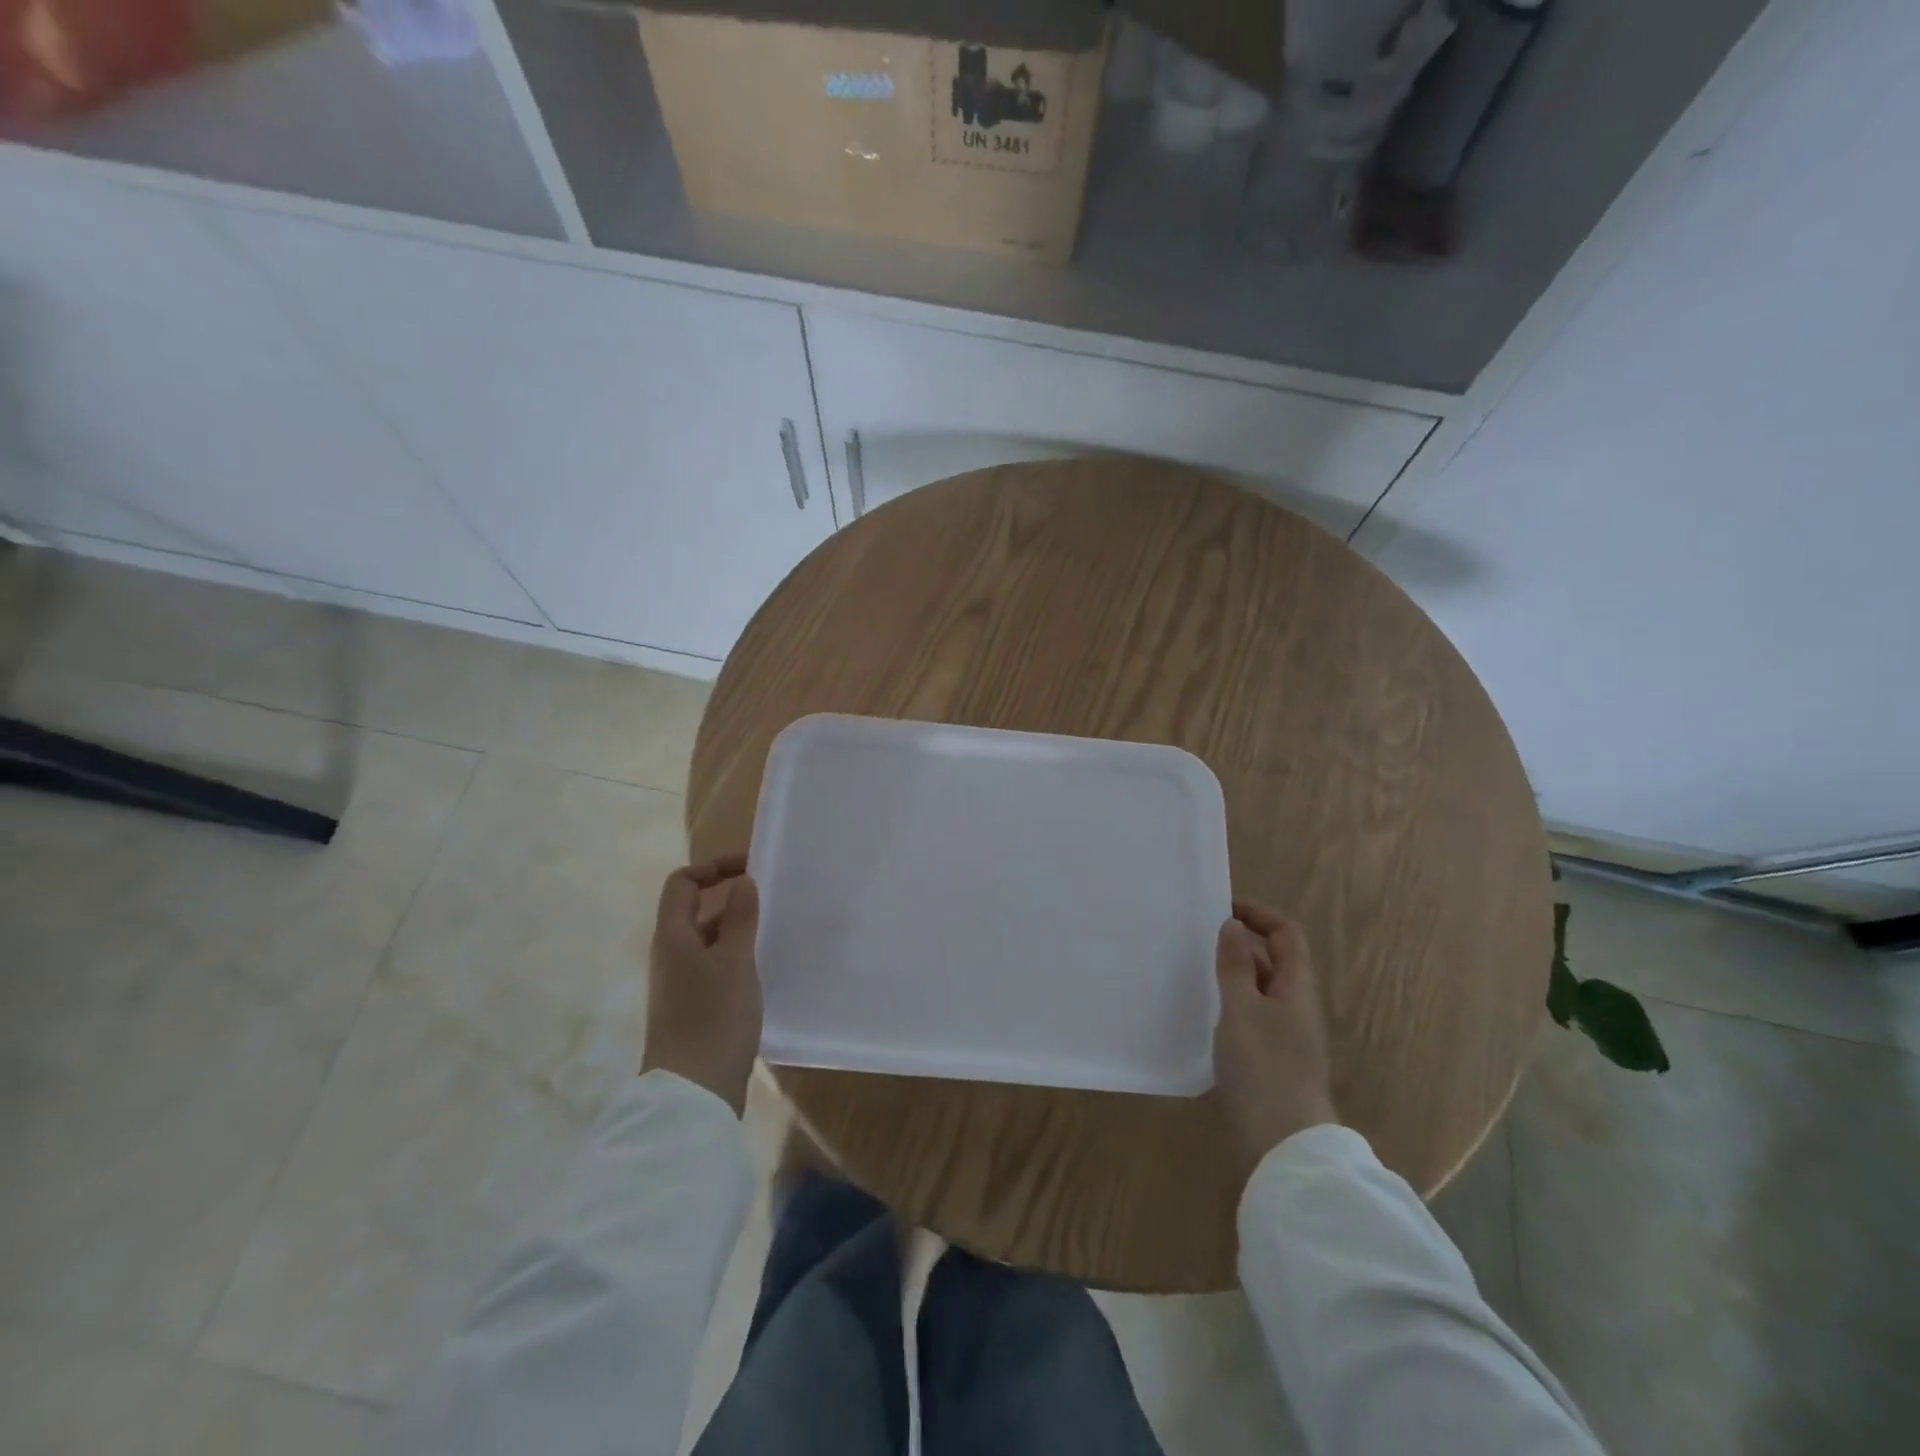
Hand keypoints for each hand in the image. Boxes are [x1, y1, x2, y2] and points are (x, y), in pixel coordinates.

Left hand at [641, 854, 761, 1115]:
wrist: (692, 1095)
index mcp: (673, 937)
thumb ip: (739, 918)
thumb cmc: (713, 1019)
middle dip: (730, 898)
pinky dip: (738, 958)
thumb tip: (742, 881)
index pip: (682, 883)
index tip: (752, 870)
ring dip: (737, 929)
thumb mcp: (734, 961)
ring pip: (708, 941)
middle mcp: (671, 956)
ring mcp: (681, 985)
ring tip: (775, 931)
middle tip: (771, 899)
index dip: (712, 867)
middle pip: (694, 910)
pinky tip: (765, 970)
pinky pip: (716, 968)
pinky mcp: (695, 1009)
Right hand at [1213, 901, 1338, 1173]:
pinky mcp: (1271, 1060)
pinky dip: (1231, 1003)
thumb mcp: (1242, 1009)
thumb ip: (1236, 966)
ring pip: (1261, 989)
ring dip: (1234, 973)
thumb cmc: (1264, 1067)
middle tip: (1199, 937)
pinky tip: (1203, 1012)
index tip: (1220, 908)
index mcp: (1297, 987)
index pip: (1287, 934)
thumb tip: (1233, 926)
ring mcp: (1286, 1035)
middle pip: (1275, 960)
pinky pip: (1251, 1016)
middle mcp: (1297, 1006)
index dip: (1258, 914)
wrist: (1283, 1144)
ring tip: (1194, 969)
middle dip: (1242, 942)